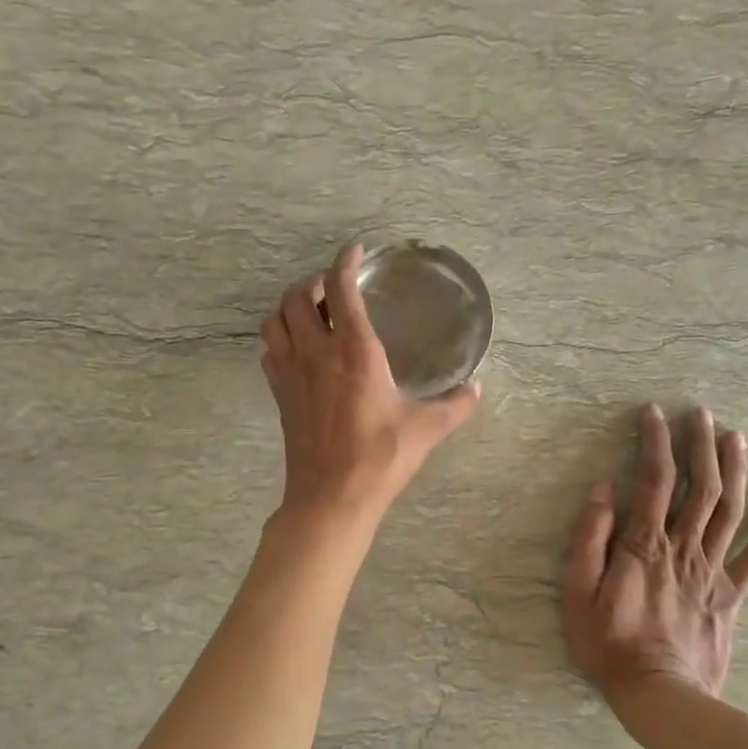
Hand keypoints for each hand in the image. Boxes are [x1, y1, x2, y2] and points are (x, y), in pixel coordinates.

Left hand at [260, 244, 480, 521]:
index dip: (345, 262)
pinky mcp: (280, 395)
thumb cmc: (380, 458)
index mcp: (354, 351)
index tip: (355, 251)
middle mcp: (316, 353)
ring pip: (274, 321)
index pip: (340, 288)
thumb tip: (477, 388)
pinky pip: (269, 351)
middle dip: (313, 283)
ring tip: (311, 312)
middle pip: (296, 297)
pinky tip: (298, 350)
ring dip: (288, 307)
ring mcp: (291, 374)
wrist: (332, 497)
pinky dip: (279, 339)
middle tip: (333, 288)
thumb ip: (456, 405)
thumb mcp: (426, 429)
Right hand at [563, 405, 747, 706]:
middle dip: (700, 445)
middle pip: (700, 486)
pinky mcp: (730, 597)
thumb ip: (590, 539)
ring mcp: (712, 572)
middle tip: (701, 413)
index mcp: (644, 545)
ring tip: (735, 437)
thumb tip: (603, 490)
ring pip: (730, 511)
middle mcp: (683, 548)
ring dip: (734, 471)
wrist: (659, 696)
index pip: (654, 480)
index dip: (655, 442)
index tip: (655, 413)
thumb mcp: (578, 593)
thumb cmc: (608, 644)